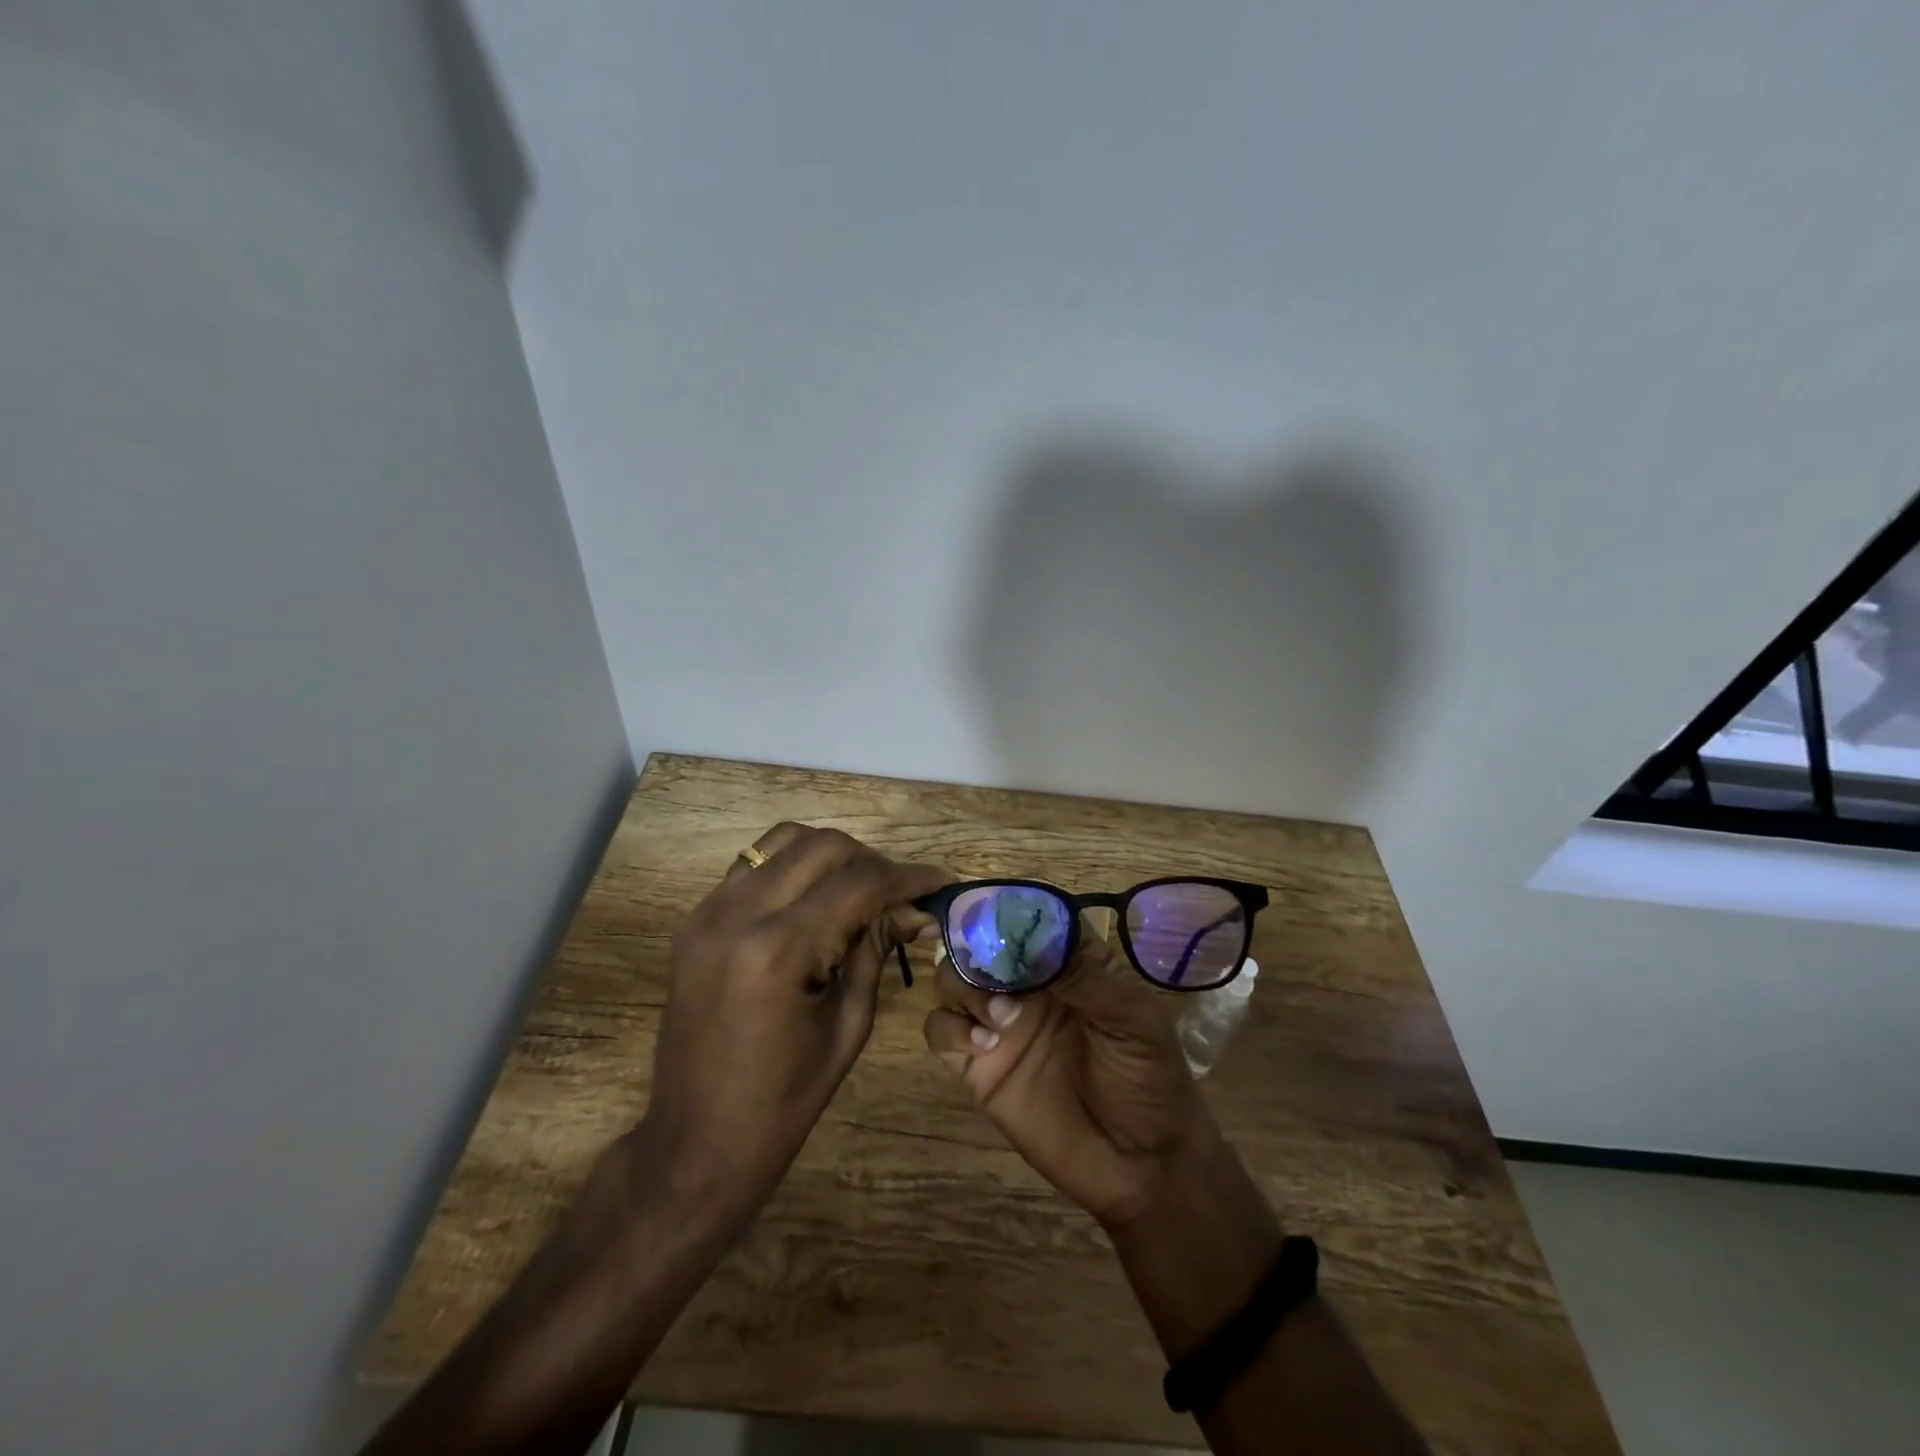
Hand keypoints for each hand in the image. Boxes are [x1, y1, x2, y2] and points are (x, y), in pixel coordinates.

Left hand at [642, 823, 948, 1223]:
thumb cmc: (783, 1102)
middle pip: (823, 847)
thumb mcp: (848, 1026)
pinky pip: (754, 865)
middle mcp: (738, 915)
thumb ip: (877, 951)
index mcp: (778, 950)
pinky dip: (794, 867)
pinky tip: (816, 898)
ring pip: (785, 840)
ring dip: (832, 855)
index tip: (941, 880)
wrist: (695, 1143)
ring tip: (860, 889)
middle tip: (900, 894)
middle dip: (872, 862)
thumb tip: (916, 911)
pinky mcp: (696, 919)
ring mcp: (708, 911)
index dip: (908, 877)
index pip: (859, 884)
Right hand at [923, 931, 1208, 1227]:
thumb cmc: (1150, 1080)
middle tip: (997, 976)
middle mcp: (1028, 985)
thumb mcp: (1135, 1021)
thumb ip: (1088, 979)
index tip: (998, 919)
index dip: (1011, 912)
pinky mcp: (978, 1066)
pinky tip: (983, 1046)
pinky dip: (949, 1028)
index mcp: (1068, 964)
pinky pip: (940, 1031)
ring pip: (952, 979)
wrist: (1141, 1166)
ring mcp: (1000, 1024)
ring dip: (964, 986)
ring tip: (1001, 1019)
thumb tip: (1037, 944)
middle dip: (977, 950)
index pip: (1029, 920)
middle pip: (980, 943)